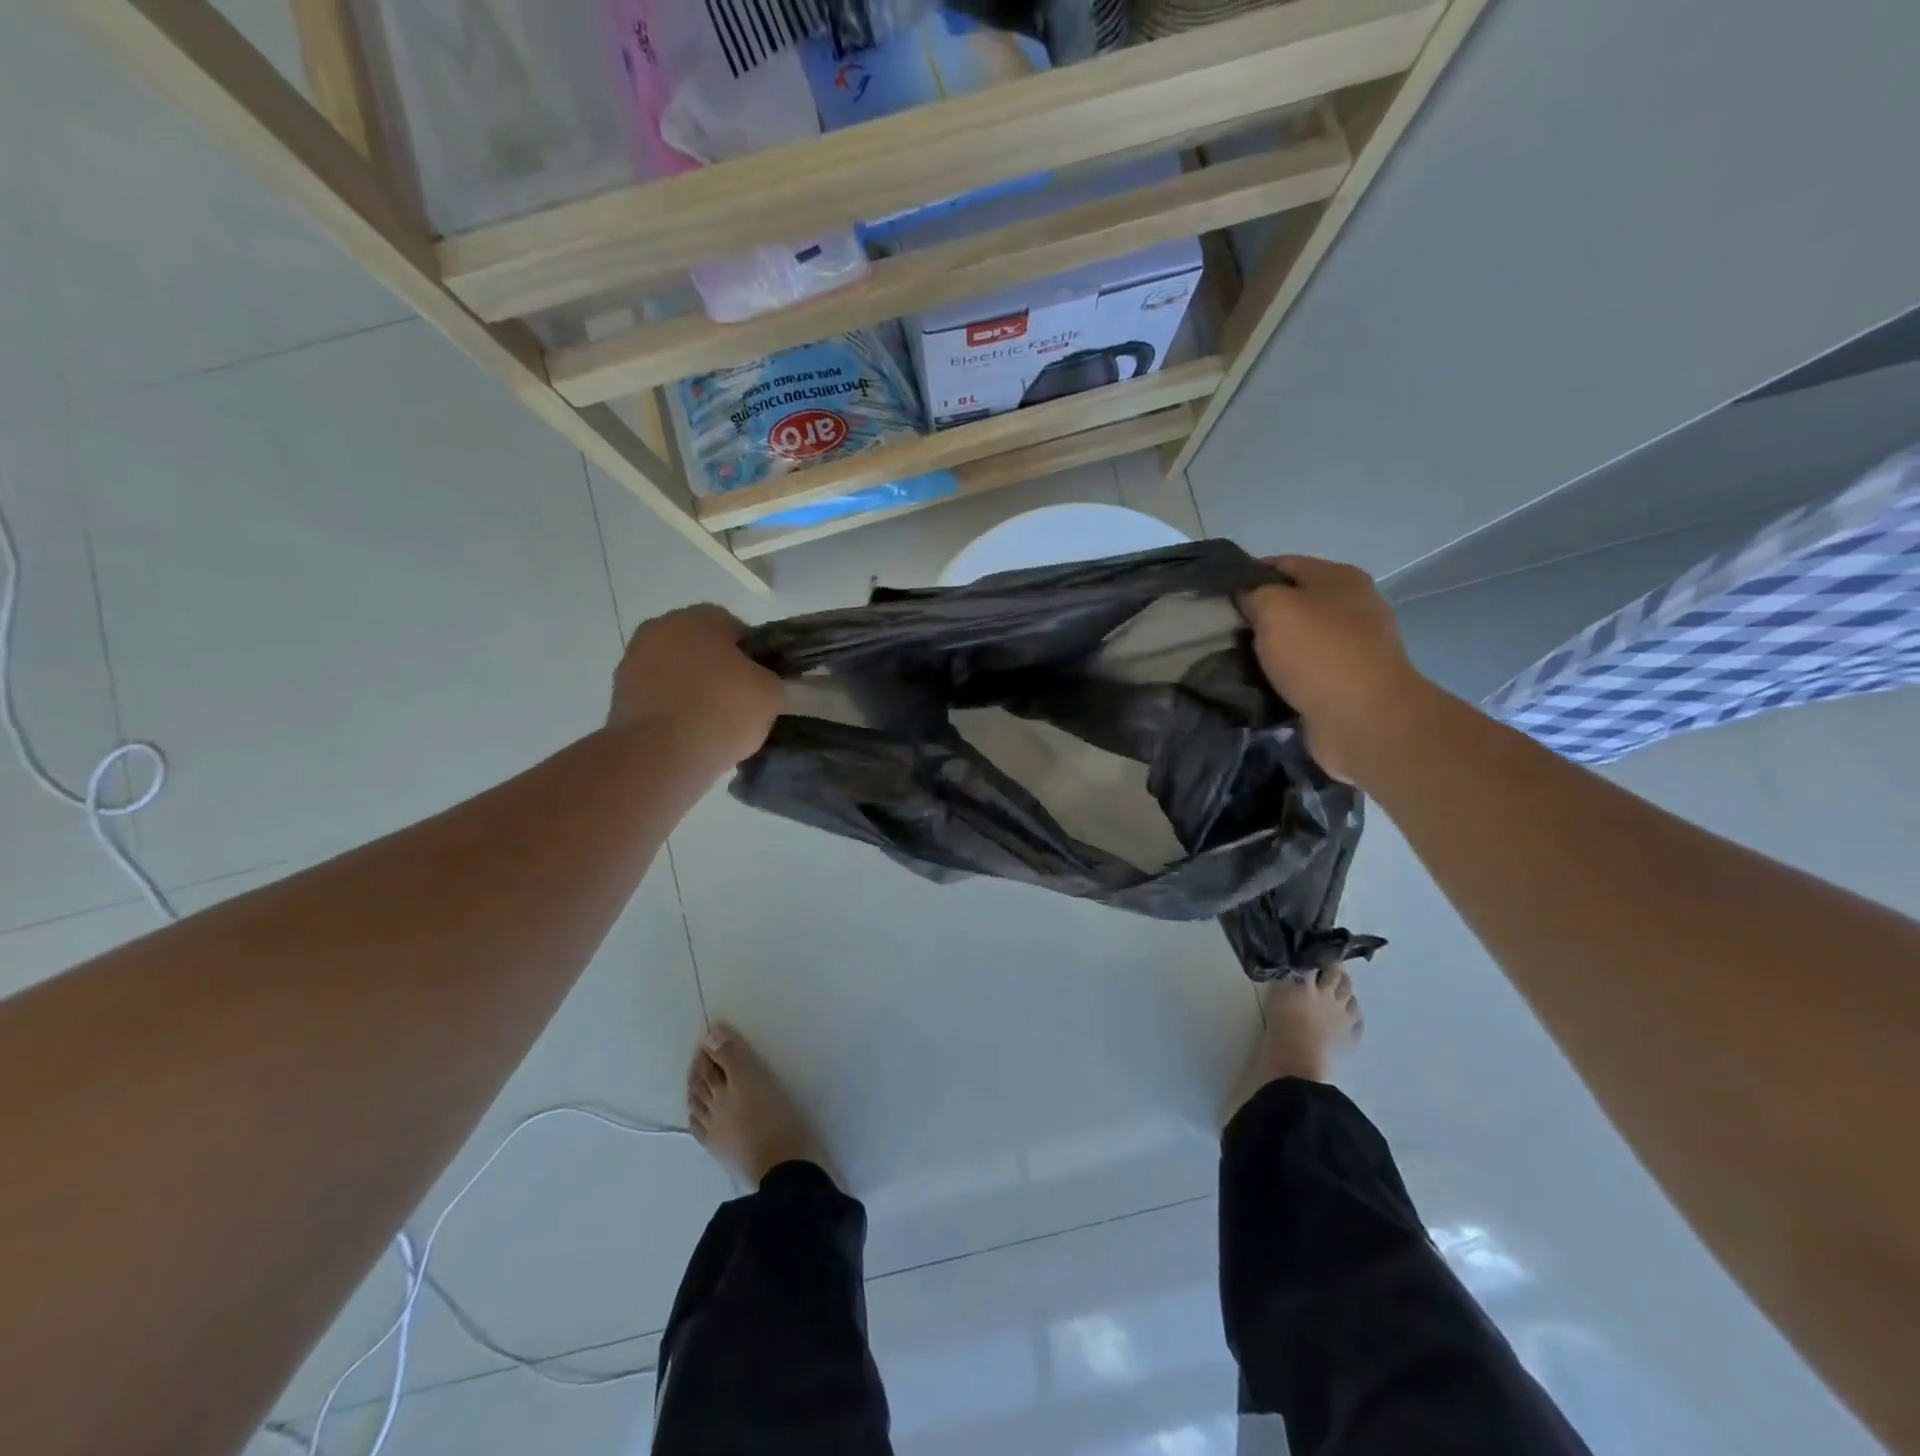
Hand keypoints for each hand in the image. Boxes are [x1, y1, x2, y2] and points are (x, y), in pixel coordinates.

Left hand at [608, 605, 783, 765]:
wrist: (660, 755)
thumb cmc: (722, 711)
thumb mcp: (771, 693)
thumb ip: (770, 678)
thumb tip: (759, 682)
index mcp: (699, 617)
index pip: (734, 627)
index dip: (752, 655)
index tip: (760, 683)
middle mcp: (660, 628)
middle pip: (700, 646)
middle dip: (718, 669)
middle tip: (738, 702)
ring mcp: (633, 661)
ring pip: (676, 671)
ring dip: (692, 689)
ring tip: (712, 724)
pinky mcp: (618, 695)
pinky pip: (658, 697)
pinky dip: (672, 710)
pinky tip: (688, 735)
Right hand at [1238, 556, 1431, 784]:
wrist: (1362, 719)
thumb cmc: (1318, 652)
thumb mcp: (1274, 608)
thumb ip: (1253, 594)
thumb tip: (1244, 597)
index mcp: (1339, 578)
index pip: (1282, 564)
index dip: (1247, 576)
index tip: (1216, 596)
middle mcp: (1351, 606)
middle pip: (1291, 603)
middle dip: (1256, 616)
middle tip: (1221, 632)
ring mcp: (1352, 647)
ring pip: (1295, 640)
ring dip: (1267, 650)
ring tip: (1232, 661)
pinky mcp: (1345, 683)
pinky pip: (1302, 672)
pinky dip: (1281, 677)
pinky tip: (1257, 686)